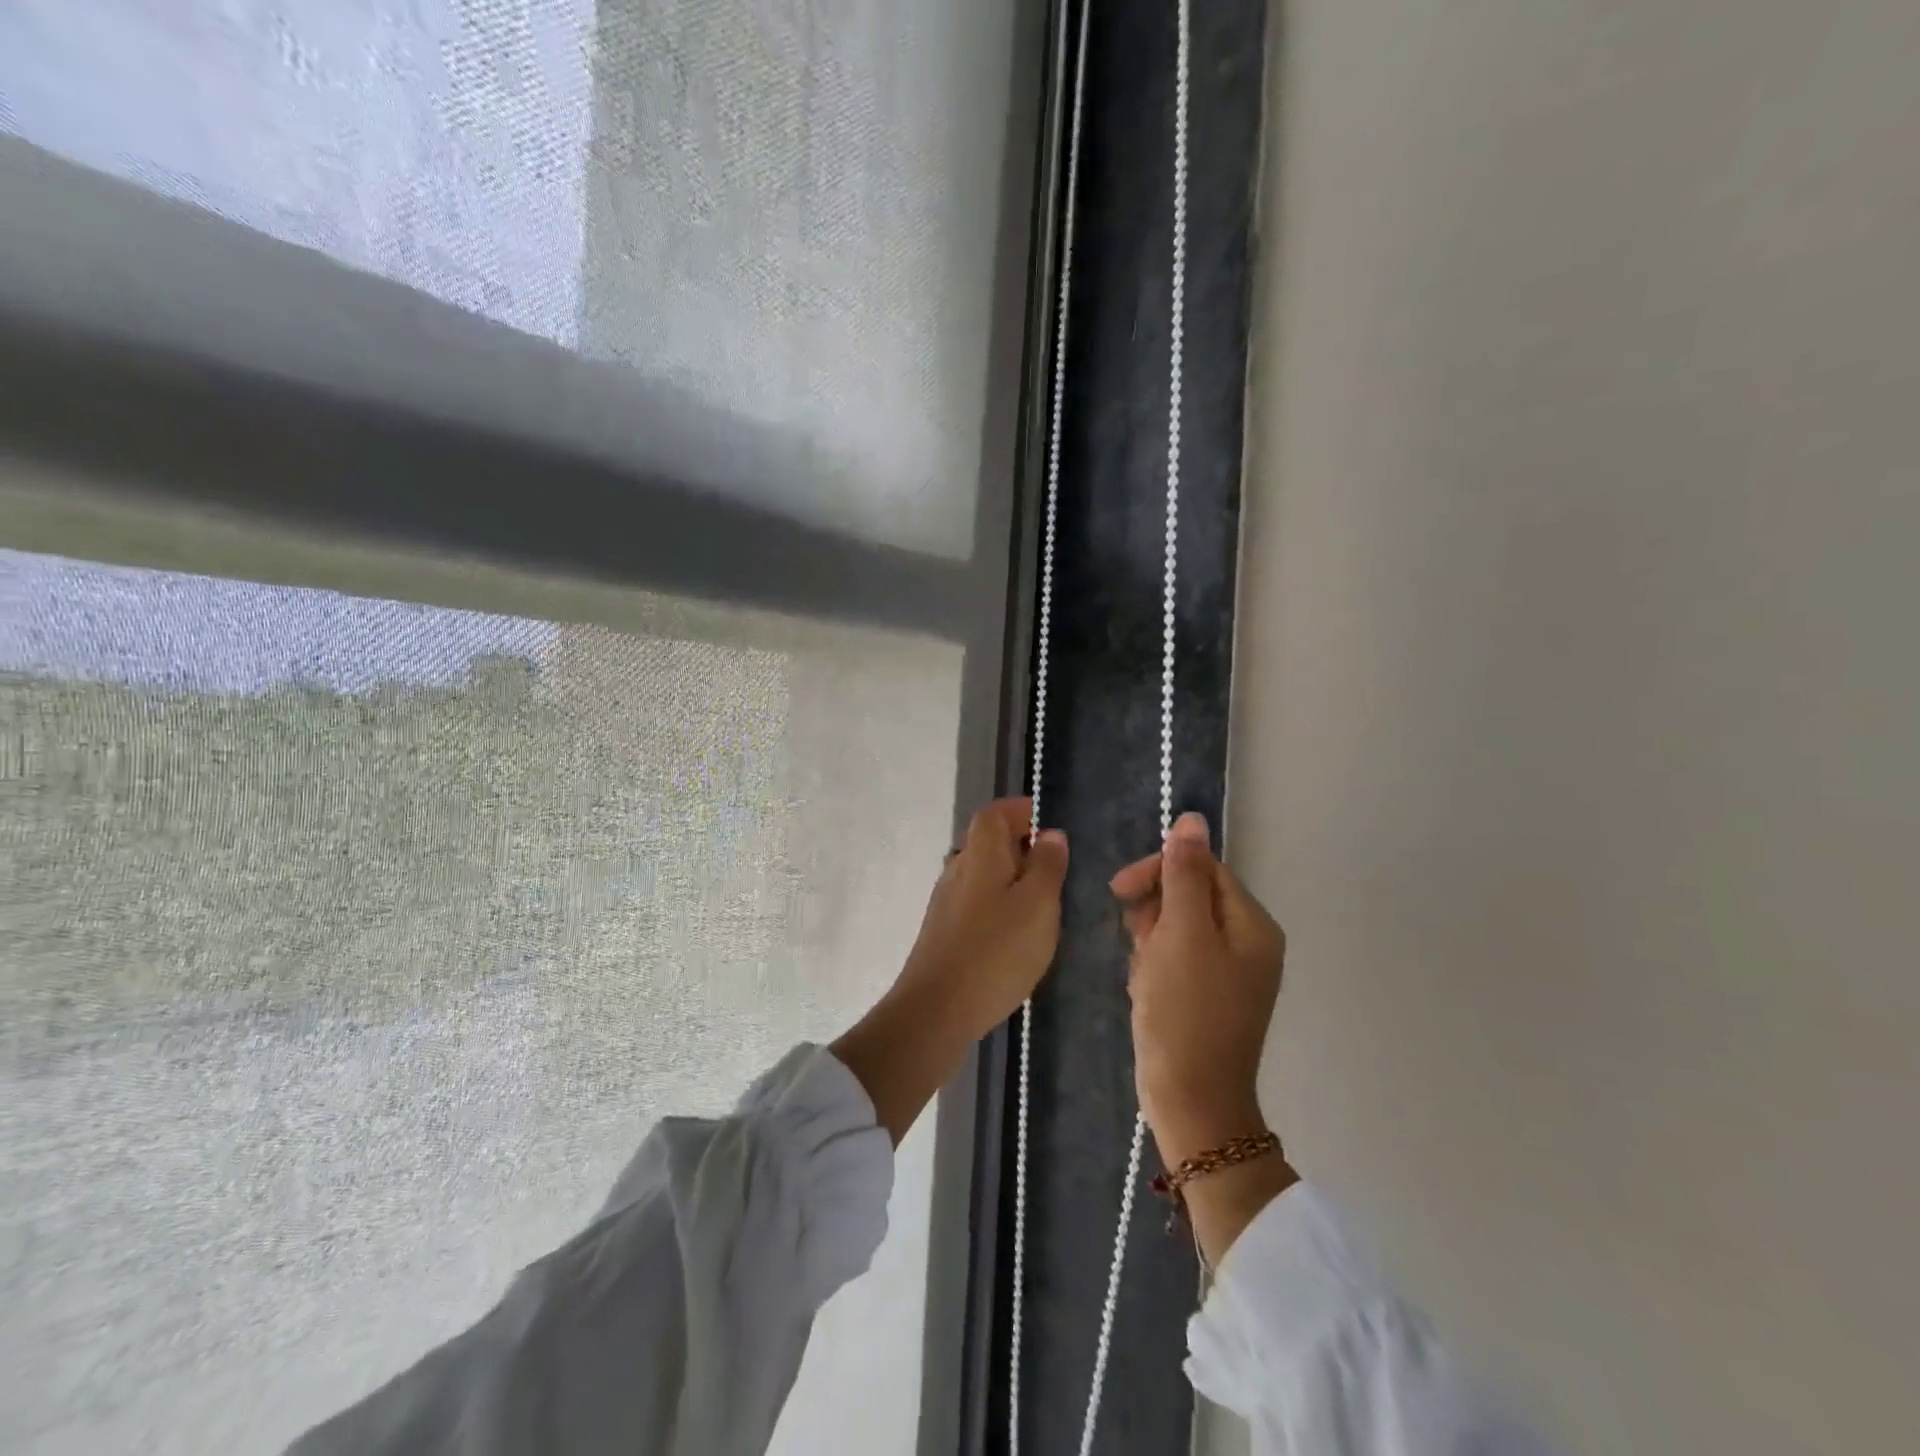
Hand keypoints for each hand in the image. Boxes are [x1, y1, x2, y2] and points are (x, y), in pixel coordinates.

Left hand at [833, 797, 1067, 1143]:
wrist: (937, 1009)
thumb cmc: (996, 951)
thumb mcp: (1038, 905)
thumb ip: (1047, 866)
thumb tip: (1050, 833)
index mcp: (980, 854)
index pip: (994, 813)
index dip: (1019, 810)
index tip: (1046, 821)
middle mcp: (957, 869)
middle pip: (986, 841)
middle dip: (1019, 843)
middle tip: (1054, 863)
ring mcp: (946, 901)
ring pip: (981, 873)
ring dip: (1010, 876)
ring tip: (1042, 899)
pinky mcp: (944, 930)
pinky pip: (976, 900)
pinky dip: (998, 902)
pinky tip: (1016, 931)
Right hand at [1111, 811, 1285, 1168]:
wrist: (1190, 1100)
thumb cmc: (1185, 1012)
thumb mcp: (1181, 934)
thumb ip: (1184, 874)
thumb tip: (1193, 819)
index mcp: (1252, 924)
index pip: (1202, 867)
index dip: (1159, 871)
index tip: (1119, 890)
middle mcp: (1247, 942)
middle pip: (1189, 895)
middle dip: (1153, 914)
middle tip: (1138, 944)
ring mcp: (1228, 971)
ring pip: (1175, 927)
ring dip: (1149, 942)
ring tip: (1143, 976)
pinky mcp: (1206, 993)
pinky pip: (1173, 957)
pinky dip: (1153, 966)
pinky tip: (1145, 991)